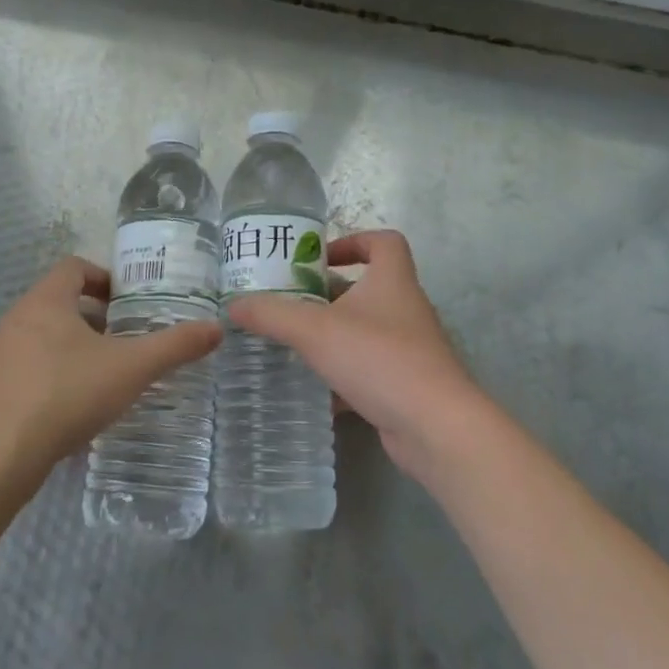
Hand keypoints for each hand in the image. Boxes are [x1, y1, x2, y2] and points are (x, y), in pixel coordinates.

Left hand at [0, 257, 221, 496]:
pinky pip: (24, 371)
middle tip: (124, 342)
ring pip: (40, 339)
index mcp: (45, 302)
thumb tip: (216, 328)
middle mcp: (14, 320)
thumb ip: (174, 346)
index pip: (74, 267)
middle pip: (58, 303)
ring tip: (102, 378)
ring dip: (71, 350)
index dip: (104, 277)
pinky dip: (50, 379)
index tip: (129, 302)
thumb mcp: (130, 369)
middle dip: (93, 319)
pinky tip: (70, 411)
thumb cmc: (64, 396)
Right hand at [228, 230, 493, 486]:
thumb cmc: (378, 359)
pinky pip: (370, 370)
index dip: (353, 241)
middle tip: (290, 302)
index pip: (384, 241)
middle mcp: (405, 309)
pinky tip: (316, 391)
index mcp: (392, 281)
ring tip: (295, 344)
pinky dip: (344, 376)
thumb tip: (233, 305)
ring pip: (367, 331)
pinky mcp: (407, 385)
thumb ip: (271, 315)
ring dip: (334, 335)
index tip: (319, 259)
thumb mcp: (315, 331)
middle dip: (329, 294)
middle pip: (368, 287)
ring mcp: (410, 349)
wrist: (435, 427)